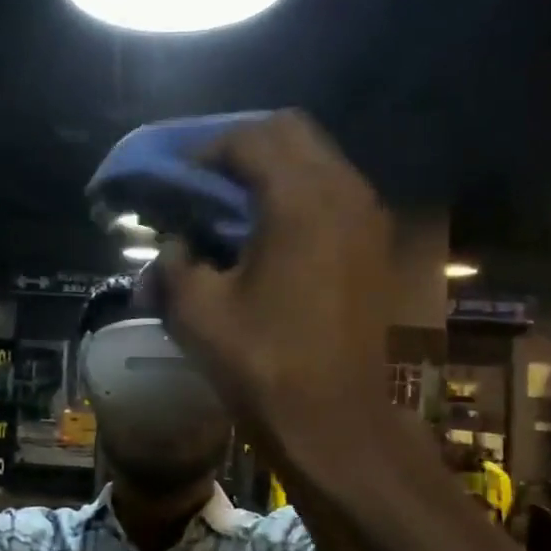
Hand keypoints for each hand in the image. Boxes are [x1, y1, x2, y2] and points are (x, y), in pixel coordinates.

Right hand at [156, 111, 396, 466]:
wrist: (334, 420)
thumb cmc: (262, 363)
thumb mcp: (196, 310)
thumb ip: (176, 258)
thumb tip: (178, 241)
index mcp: (299, 200)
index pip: (247, 139)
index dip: (204, 151)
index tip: (176, 181)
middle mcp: (343, 192)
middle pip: (290, 131)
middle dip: (241, 145)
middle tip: (204, 180)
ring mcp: (367, 216)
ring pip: (317, 157)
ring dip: (271, 166)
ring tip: (231, 202)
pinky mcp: (374, 243)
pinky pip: (333, 190)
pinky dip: (297, 191)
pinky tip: (267, 229)